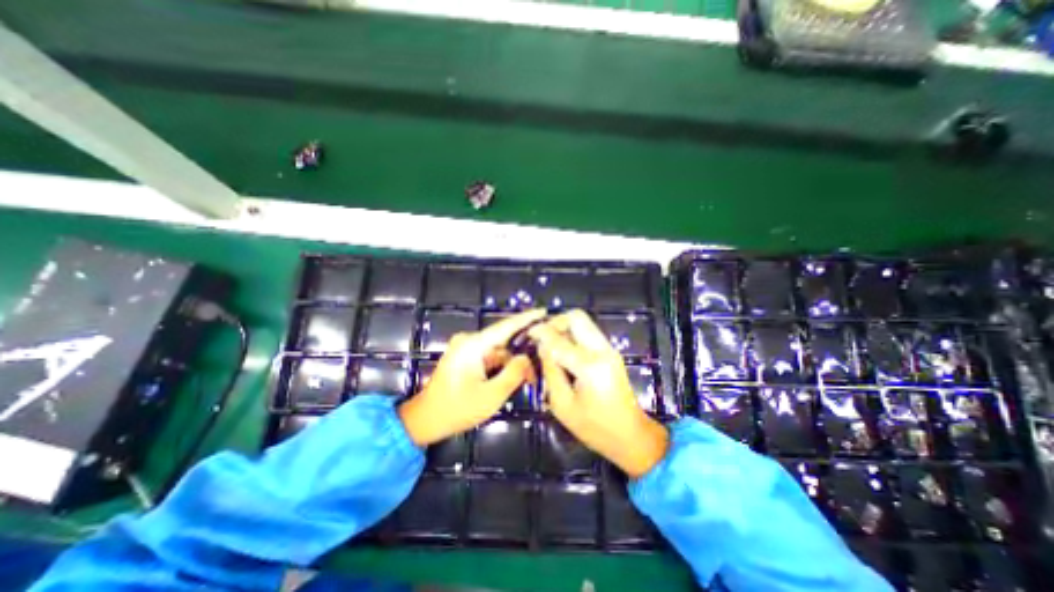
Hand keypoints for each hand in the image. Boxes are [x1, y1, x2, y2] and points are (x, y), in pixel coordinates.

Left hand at [394, 310, 542, 442]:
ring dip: (512, 363)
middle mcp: (469, 341)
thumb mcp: (491, 395)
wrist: (425, 420)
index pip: (505, 327)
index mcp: (473, 345)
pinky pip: (490, 357)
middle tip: (540, 366)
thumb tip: (527, 357)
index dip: (526, 318)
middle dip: (522, 353)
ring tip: (528, 380)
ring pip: (498, 351)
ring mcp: (466, 348)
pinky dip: (502, 366)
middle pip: (504, 341)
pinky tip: (513, 378)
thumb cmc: (457, 409)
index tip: (543, 311)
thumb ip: (513, 374)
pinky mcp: (465, 357)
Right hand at [526, 313, 666, 477]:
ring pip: (583, 322)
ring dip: (564, 328)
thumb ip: (550, 371)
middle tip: (542, 337)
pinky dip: (572, 335)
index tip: (528, 333)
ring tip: (550, 344)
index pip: (559, 339)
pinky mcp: (610, 352)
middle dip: (555, 322)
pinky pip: (588, 333)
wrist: (631, 435)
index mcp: (589, 366)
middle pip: (576, 317)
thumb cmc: (595, 428)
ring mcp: (609, 349)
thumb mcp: (563, 405)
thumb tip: (542, 346)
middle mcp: (602, 350)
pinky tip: (563, 351)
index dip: (540, 332)